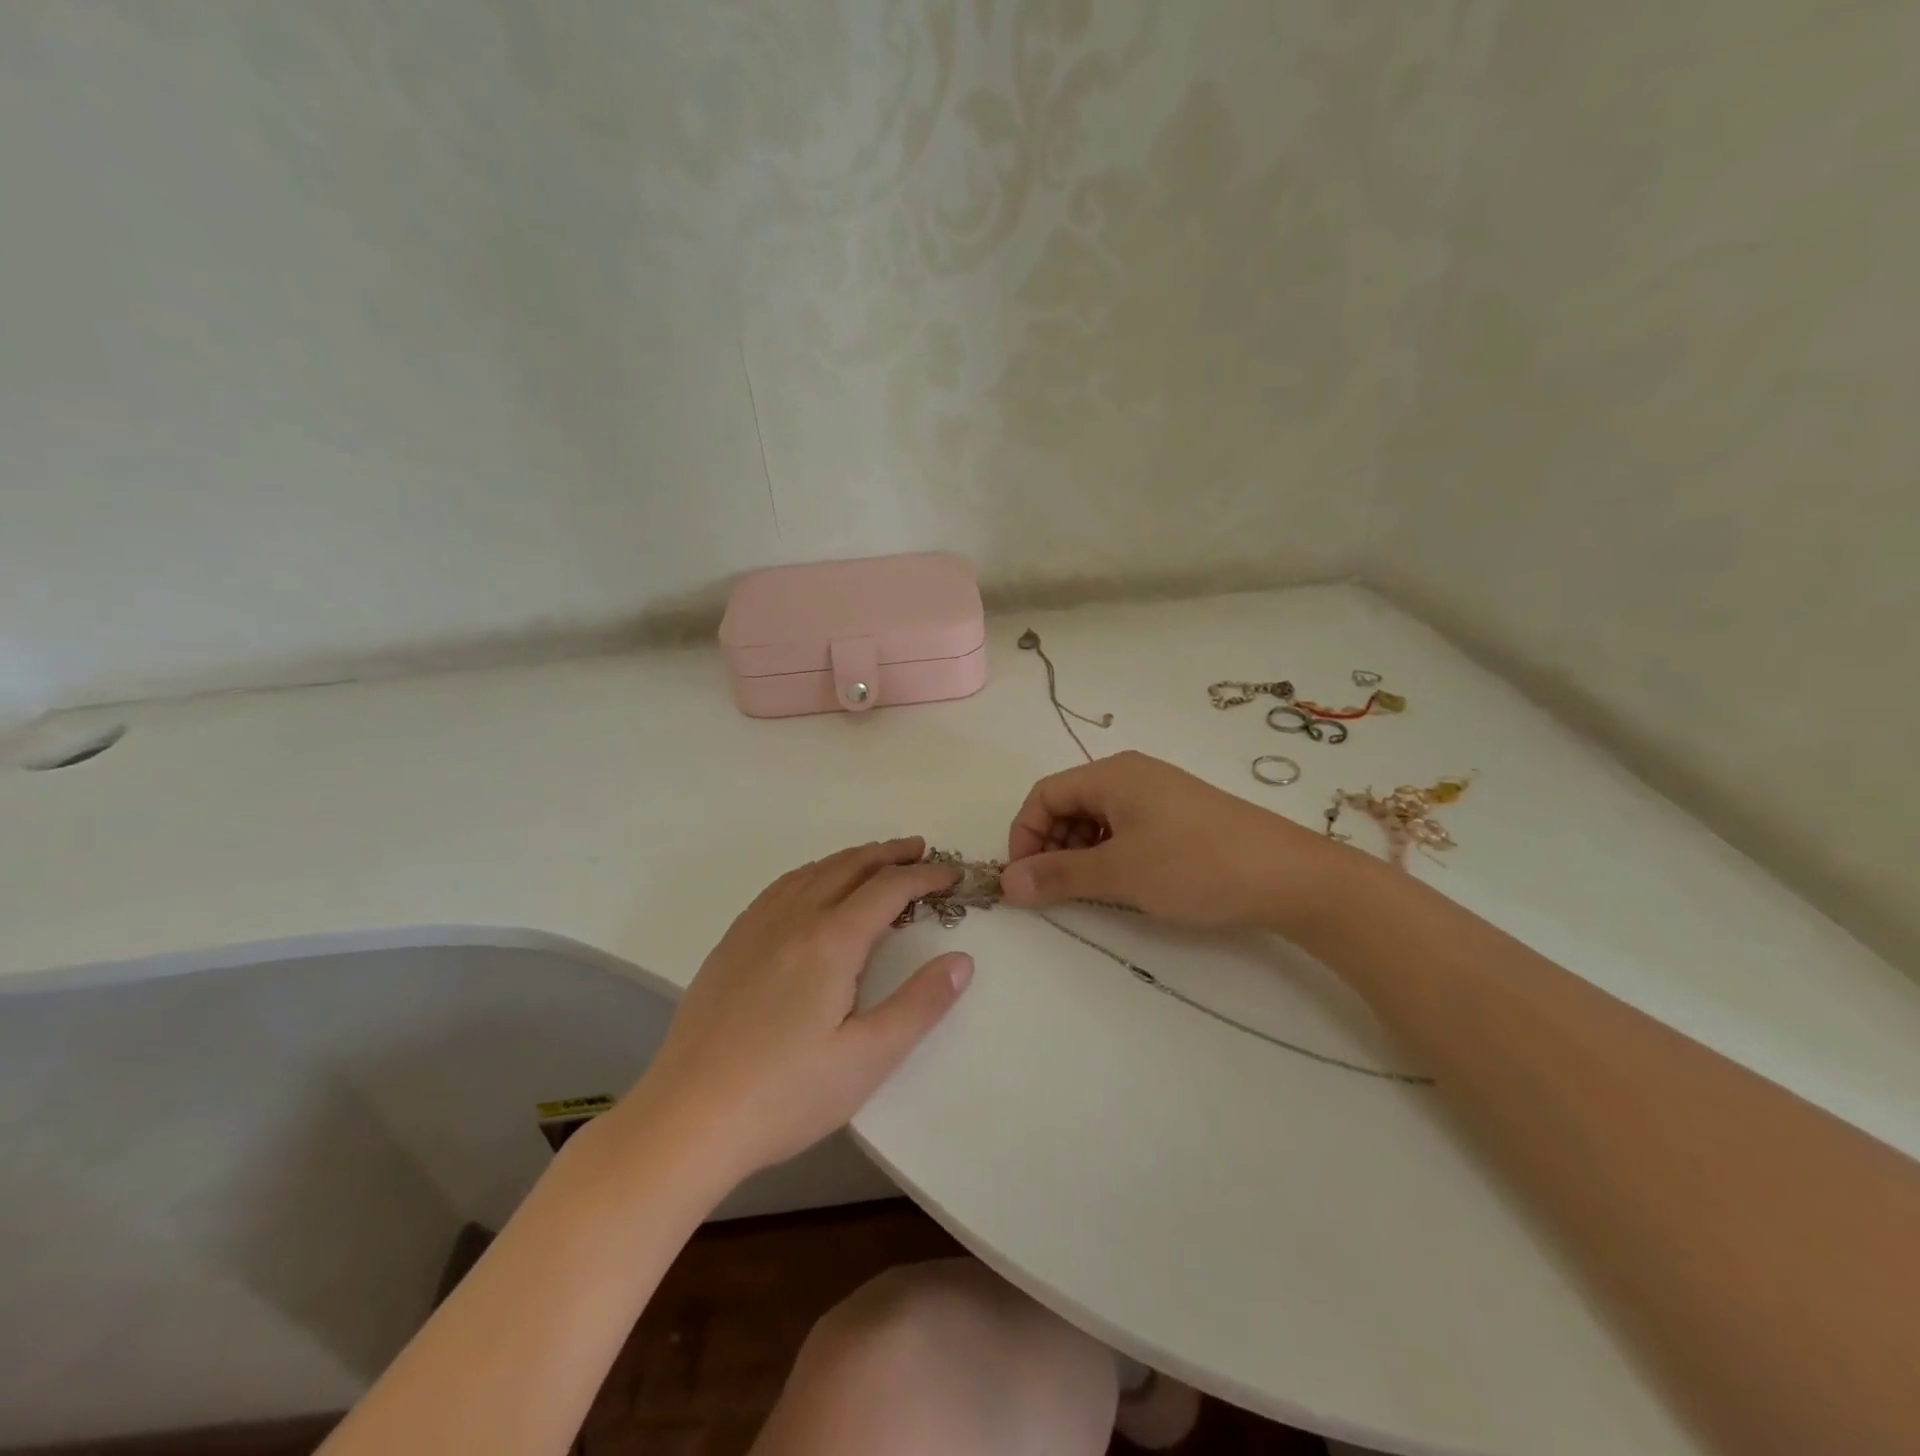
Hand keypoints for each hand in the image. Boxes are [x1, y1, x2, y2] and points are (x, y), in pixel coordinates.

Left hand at [624, 838, 971, 1185]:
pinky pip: (780, 887)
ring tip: (875, 860)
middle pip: (849, 867)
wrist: (686, 1118)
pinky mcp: (731, 944)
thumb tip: (962, 960)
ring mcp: (755, 928)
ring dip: (851, 858)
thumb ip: (920, 1005)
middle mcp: (793, 919)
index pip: (888, 889)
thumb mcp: (867, 1059)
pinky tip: (812, 886)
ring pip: (812, 872)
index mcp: (830, 941)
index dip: (925, 876)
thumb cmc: (786, 1095)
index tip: (952, 874)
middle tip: (920, 850)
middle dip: (889, 854)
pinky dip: (812, 873)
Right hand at [1000, 751, 1345, 930]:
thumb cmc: (1195, 865)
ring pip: (1097, 819)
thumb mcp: (1119, 872)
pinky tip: (1123, 883)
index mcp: (1112, 774)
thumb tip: (1006, 884)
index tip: (1024, 880)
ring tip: (1090, 891)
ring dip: (1080, 853)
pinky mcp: (1180, 817)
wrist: (1290, 876)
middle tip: (1056, 890)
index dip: (1025, 835)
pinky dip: (1110, 854)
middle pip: (1069, 803)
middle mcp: (1132, 774)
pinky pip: (1127, 828)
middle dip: (1051, 845)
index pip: (1044, 794)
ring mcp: (1159, 795)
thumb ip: (1058, 876)